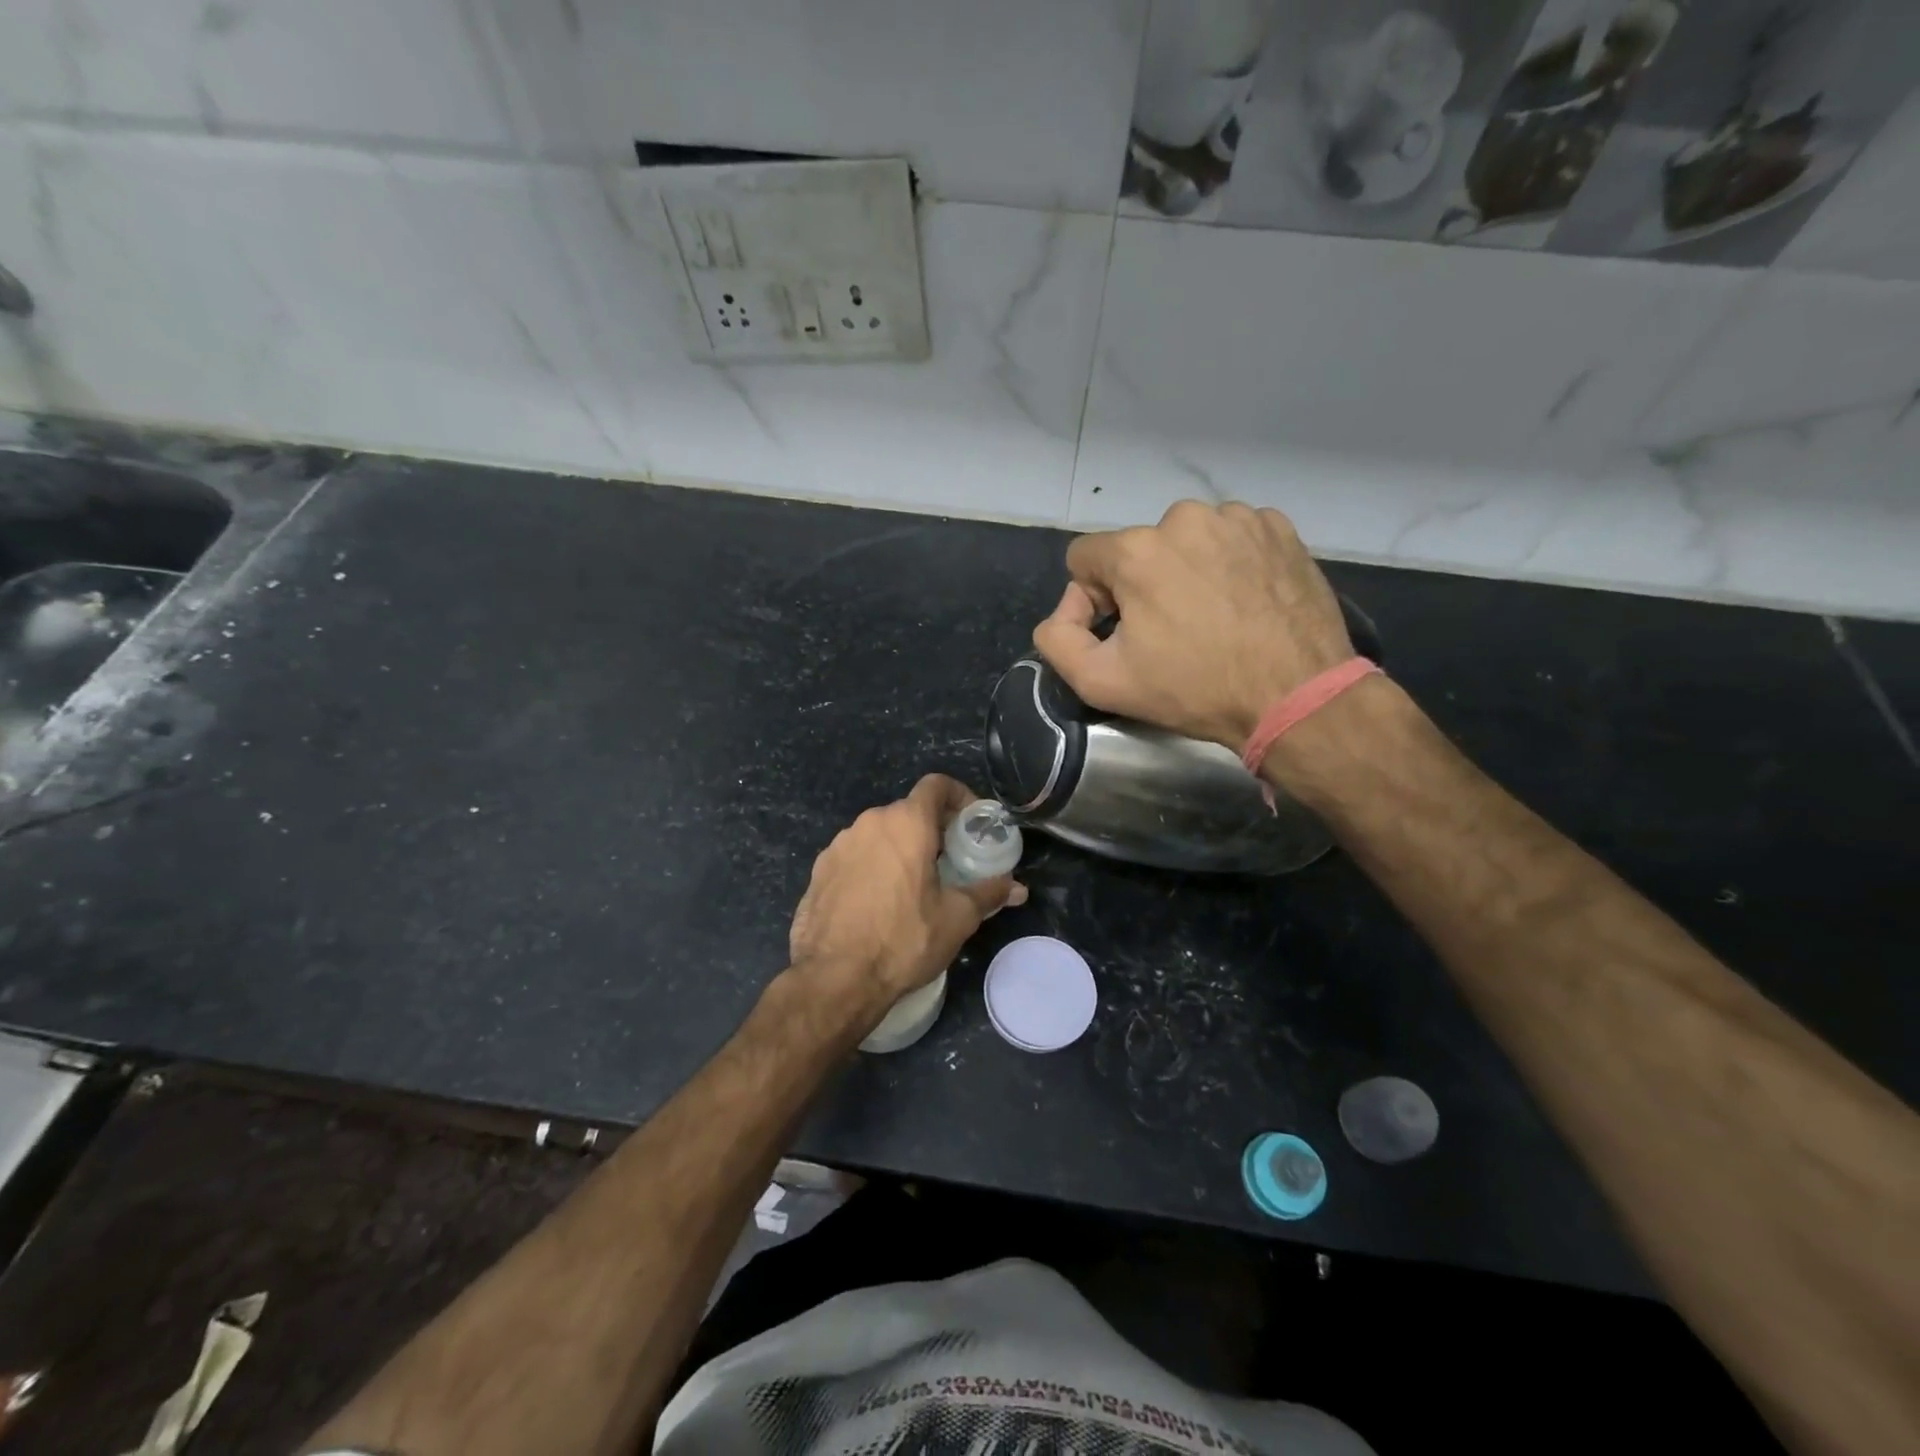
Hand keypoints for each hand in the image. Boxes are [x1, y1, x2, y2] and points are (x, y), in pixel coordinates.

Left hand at [788, 774, 1024, 1020]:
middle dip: (932, 830)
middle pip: (908, 812)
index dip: (959, 796)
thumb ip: (988, 894)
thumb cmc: (904, 940)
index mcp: (906, 823)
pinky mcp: (819, 871)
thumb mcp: (957, 918)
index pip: (936, 785)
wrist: (834, 979)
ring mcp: (838, 846)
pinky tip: (878, 904)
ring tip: (914, 886)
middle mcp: (869, 823)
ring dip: (900, 849)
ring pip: (879, 835)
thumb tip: (1017, 888)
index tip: (971, 823)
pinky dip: (872, 868)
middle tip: (950, 862)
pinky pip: (854, 857)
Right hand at [1032, 500, 1353, 749]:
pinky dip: (1229, 563)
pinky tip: (1244, 601)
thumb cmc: (1195, 690)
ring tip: (1212, 617)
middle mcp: (1184, 517)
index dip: (1092, 599)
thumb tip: (1063, 612)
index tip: (1122, 634)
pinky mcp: (1279, 528)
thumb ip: (1056, 639)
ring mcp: (1238, 518)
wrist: (1296, 696)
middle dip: (1142, 585)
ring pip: (1185, 542)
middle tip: (1171, 632)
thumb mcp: (1101, 682)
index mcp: (1137, 549)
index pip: (1085, 558)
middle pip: (1137, 549)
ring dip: (1186, 572)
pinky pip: (1232, 538)